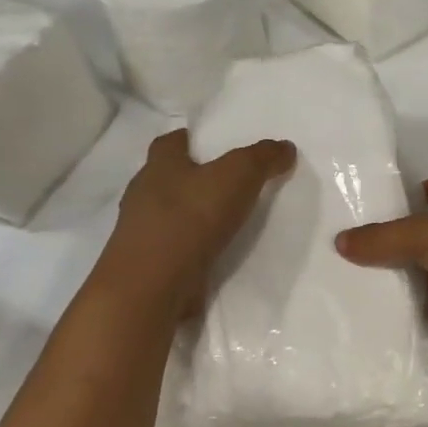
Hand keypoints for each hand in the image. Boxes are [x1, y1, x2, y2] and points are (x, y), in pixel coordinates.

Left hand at [106, 129, 294, 313]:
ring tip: (229, 220)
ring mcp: (142, 233)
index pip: (171, 142)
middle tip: (230, 181)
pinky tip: (218, 253)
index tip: (214, 144)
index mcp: (159, 165)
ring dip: (194, 215)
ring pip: (170, 214)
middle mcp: (144, 194)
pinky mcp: (149, 265)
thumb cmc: (190, 217)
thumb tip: (285, 147)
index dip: (191, 139)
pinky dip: (193, 247)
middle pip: (169, 177)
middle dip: (194, 177)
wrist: (152, 287)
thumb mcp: (239, 175)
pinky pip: (175, 248)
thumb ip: (263, 158)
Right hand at [335, 178, 427, 338]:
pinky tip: (395, 320)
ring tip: (366, 290)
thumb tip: (339, 241)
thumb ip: (381, 239)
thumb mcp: (423, 235)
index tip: (373, 210)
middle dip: (400, 243)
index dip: (407, 196)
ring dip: (412, 280)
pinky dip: (427, 311)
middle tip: (355, 257)